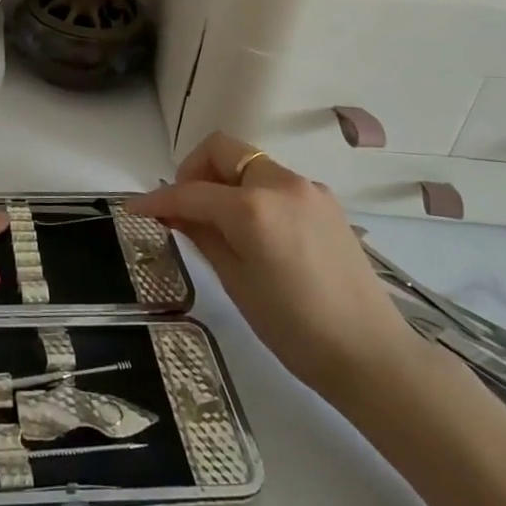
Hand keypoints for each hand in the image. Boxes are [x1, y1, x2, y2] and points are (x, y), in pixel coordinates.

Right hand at [126, 133, 413, 403]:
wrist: (372, 356)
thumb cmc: (294, 328)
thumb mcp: (235, 282)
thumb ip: (201, 235)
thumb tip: (173, 211)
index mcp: (253, 207)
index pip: (190, 192)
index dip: (157, 199)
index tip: (133, 209)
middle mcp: (281, 183)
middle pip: (223, 150)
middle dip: (193, 170)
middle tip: (183, 208)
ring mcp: (309, 189)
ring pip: (250, 163)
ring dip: (224, 181)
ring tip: (216, 224)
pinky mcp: (326, 203)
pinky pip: (275, 182)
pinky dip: (252, 193)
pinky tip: (252, 231)